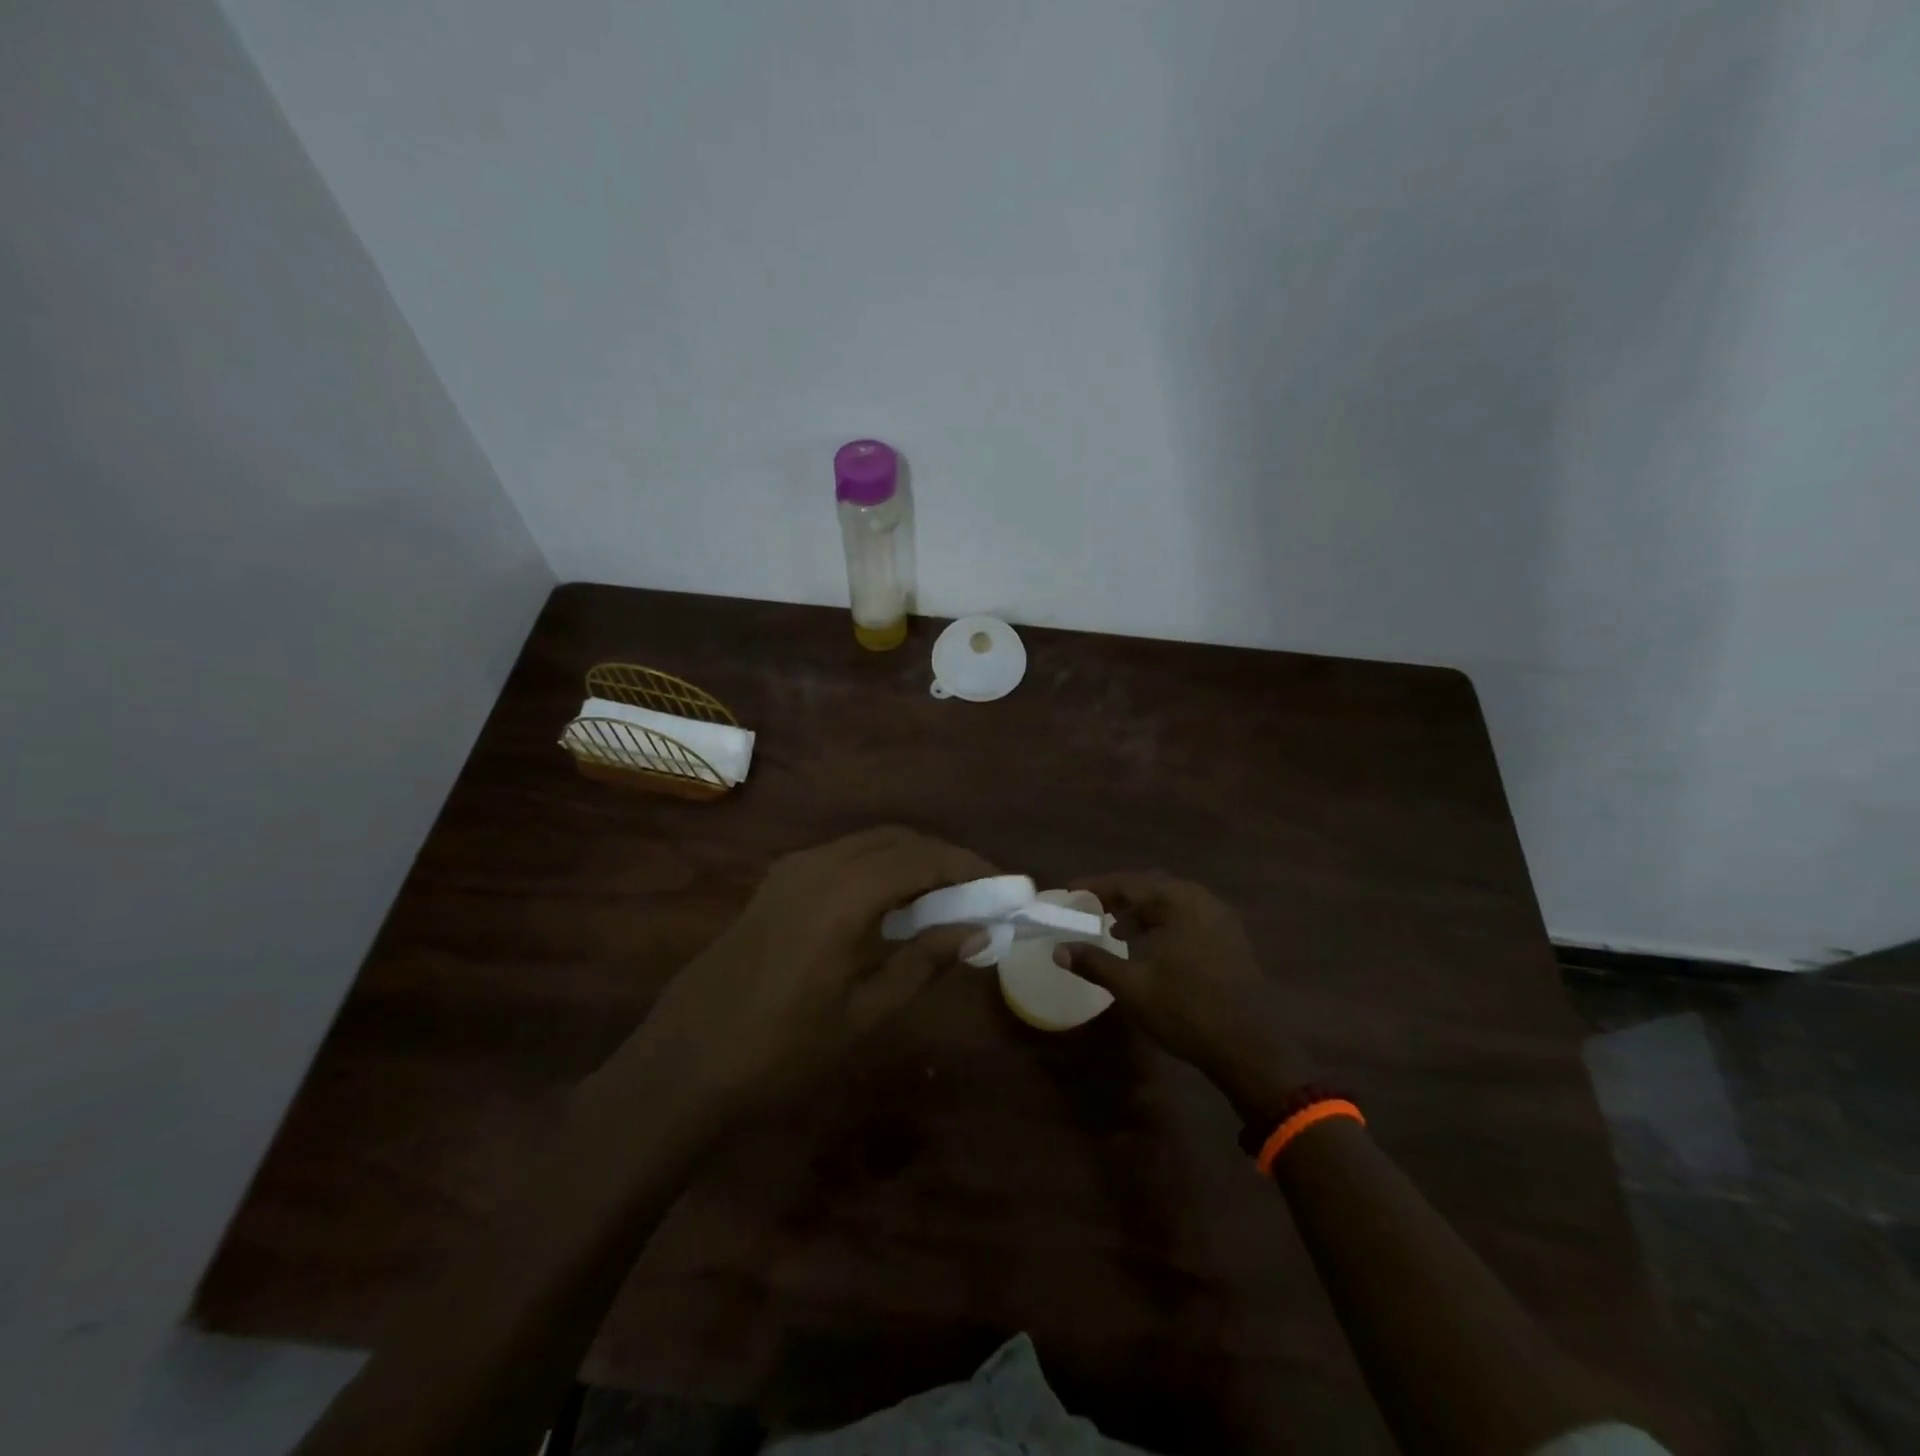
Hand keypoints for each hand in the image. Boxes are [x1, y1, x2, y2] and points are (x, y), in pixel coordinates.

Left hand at [624, 827, 993, 1120]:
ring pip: (867, 843)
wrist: (683, 1065)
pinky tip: (890, 904)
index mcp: (841, 896)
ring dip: (910, 859)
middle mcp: (817, 866)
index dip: (967, 867)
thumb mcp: (864, 1015)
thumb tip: (978, 932)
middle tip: (979, 891)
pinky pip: (842, 857)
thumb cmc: (780, 1052)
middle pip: (896, 840)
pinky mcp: (776, 883)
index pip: (920, 860)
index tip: (1003, 884)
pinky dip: (878, 867)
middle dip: (942, 858)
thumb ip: (924, 963)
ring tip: (944, 898)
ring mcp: (790, 870)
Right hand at [1054, 872, 1310, 1124]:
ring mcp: (1221, 921)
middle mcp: (1203, 901)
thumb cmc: (1187, 1011)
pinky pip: (1188, 919)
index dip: (1096, 886)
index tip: (1070, 891)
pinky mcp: (1231, 941)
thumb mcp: (1133, 987)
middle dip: (1119, 896)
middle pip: (1152, 887)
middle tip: (1090, 907)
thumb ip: (1094, 963)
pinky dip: (1163, 924)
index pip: (1129, 883)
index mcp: (1180, 902)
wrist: (1251, 1049)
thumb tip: (1059, 950)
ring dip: (1141, 912)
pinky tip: (1149, 948)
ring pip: (1172, 904)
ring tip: (1115, 931)